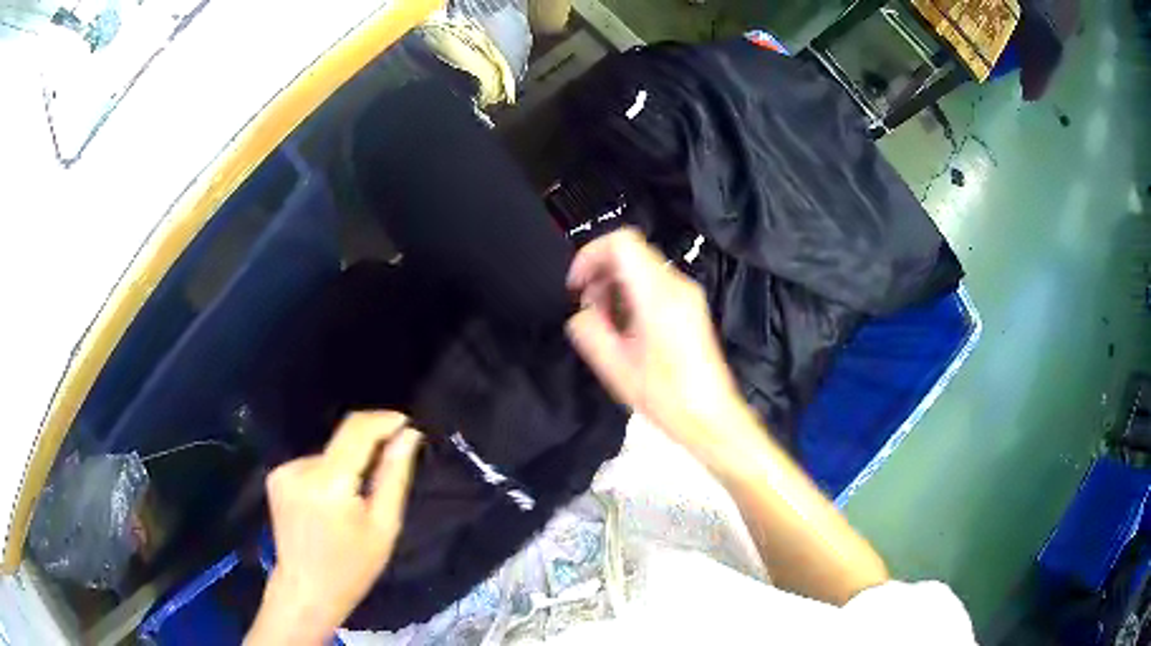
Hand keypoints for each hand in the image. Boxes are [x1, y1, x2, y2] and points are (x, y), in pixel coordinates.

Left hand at [246, 412, 421, 645]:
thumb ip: (394, 476)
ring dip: (347, 465)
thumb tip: (408, 435)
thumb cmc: (352, 568)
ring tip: (355, 500)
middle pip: (342, 440)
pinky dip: (328, 475)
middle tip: (389, 470)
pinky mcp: (276, 477)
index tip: (406, 424)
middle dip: (369, 448)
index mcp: (329, 483)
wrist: (306, 590)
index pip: (357, 430)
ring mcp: (283, 471)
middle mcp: (300, 468)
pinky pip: (312, 464)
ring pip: (329, 453)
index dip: (383, 420)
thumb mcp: (384, 527)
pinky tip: (330, 503)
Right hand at [566, 228, 752, 454]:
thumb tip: (581, 313)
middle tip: (589, 311)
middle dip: (600, 275)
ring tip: (606, 325)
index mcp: (658, 296)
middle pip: (630, 253)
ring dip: (615, 287)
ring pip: (641, 268)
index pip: (621, 242)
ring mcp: (688, 295)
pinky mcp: (691, 307)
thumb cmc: (667, 397)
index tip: (577, 285)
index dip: (590, 255)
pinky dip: (632, 295)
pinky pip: (655, 284)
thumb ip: (588, 331)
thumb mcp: (615, 367)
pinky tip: (627, 330)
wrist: (711, 417)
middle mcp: (677, 286)